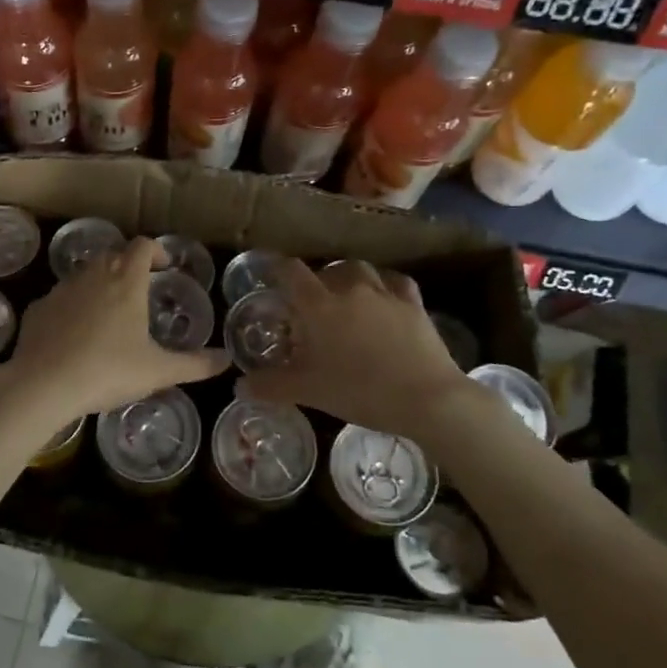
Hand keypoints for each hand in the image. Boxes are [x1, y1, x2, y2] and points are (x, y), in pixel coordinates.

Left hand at [0, 237, 229, 420]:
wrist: (44, 384)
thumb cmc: (108, 371)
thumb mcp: (159, 371)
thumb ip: (196, 365)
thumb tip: (227, 359)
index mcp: (126, 282)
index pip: (143, 246)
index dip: (156, 250)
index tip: (165, 265)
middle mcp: (93, 275)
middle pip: (113, 255)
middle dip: (128, 265)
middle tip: (140, 290)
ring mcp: (62, 289)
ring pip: (85, 274)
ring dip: (99, 284)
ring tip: (109, 313)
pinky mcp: (39, 308)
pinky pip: (61, 299)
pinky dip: (72, 307)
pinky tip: (75, 334)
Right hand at [237, 259, 477, 437]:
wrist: (426, 398)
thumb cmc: (359, 391)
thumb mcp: (308, 392)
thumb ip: (271, 385)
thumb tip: (240, 386)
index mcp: (318, 305)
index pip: (291, 272)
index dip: (277, 269)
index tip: (270, 274)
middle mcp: (350, 289)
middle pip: (327, 269)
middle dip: (316, 280)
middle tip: (311, 302)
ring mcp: (385, 294)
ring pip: (361, 270)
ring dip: (349, 278)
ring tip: (346, 296)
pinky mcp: (414, 304)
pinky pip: (395, 283)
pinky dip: (385, 286)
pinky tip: (384, 298)